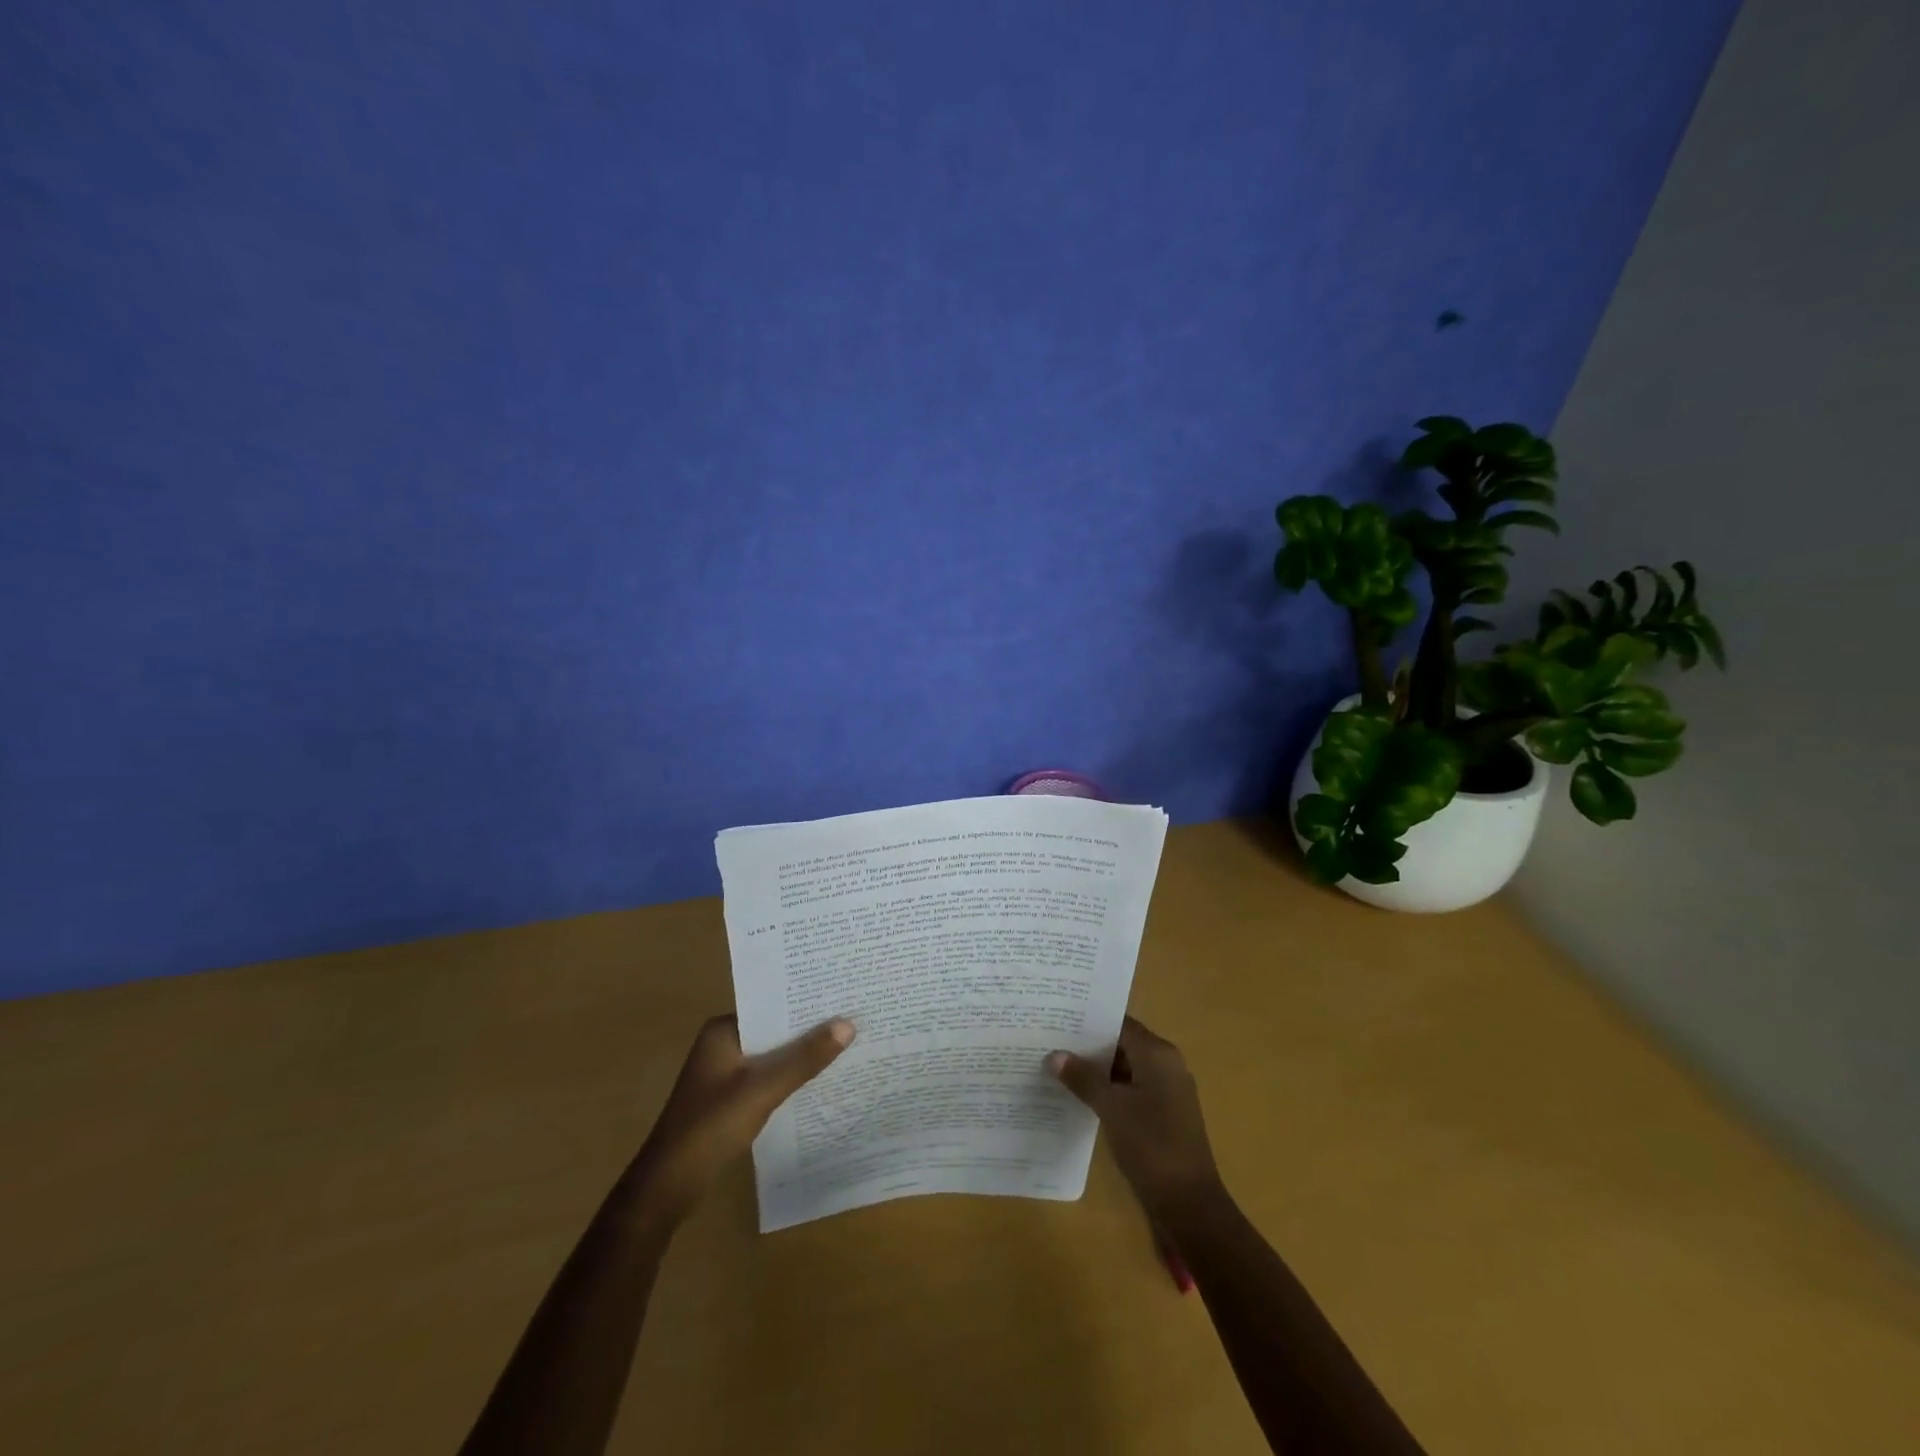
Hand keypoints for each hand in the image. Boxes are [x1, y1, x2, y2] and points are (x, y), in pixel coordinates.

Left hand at [628, 1014, 853, 1223]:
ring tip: (847, 1045)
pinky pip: (768, 1079)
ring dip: (802, 1056)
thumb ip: (804, 1058)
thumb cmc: (710, 1128)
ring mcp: (725, 1074)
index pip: (772, 1006)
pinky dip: (790, 1079)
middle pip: (775, 1031)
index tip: (843, 996)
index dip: (806, 1002)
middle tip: (855, 1018)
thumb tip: (848, 1024)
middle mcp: (723, 1044)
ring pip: (773, 1056)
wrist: (668, 1188)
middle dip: (809, 1029)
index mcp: (724, 1031)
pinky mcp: (730, 1100)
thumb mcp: (762, 1090)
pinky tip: (820, 1082)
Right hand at [1049, 1016, 1223, 1223]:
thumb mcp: (1112, 1109)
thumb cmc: (1152, 1146)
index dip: (1088, 1021)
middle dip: (1088, 1045)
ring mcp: (1167, 1089)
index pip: (1119, 1023)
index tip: (1058, 1019)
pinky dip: (1109, 1088)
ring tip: (1058, 1066)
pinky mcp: (1164, 1112)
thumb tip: (1054, 1054)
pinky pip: (1132, 1088)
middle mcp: (1166, 1064)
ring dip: (1097, 1069)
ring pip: (1126, 1067)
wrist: (1189, 1203)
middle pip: (1122, 1043)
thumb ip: (1083, 1078)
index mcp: (1158, 1053)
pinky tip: (1080, 1095)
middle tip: (1051, 1041)